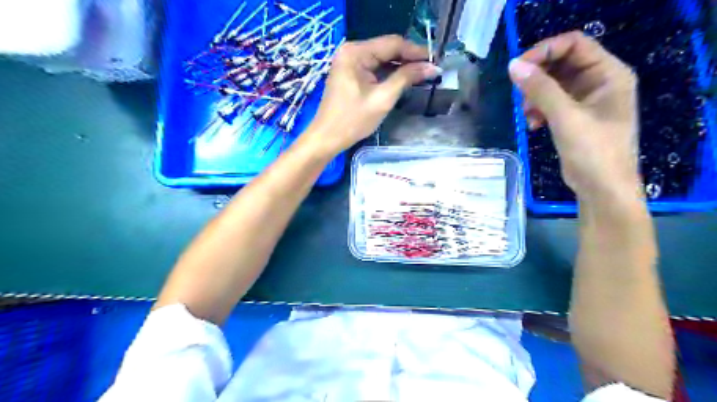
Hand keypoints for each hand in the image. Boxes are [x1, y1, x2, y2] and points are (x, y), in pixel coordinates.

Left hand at [302, 35, 443, 155]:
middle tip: (431, 69)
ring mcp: (349, 61)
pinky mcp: (350, 72)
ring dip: (400, 66)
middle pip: (387, 49)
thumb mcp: (383, 99)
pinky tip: (403, 78)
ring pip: (381, 58)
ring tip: (422, 74)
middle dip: (409, 59)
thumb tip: (432, 67)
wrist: (327, 137)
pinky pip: (374, 67)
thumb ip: (406, 78)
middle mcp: (351, 51)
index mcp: (355, 52)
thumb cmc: (353, 120)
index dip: (416, 51)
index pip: (392, 43)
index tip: (435, 60)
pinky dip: (389, 73)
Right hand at [506, 32, 640, 203]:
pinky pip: (551, 102)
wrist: (601, 189)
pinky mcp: (574, 116)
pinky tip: (532, 125)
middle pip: (562, 63)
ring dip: (535, 96)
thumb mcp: (566, 117)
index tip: (518, 66)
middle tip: (519, 92)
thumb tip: (513, 66)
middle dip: (537, 77)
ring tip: (527, 115)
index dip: (545, 51)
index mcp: (608, 74)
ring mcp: (586, 100)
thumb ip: (540, 89)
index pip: (574, 45)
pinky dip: (538, 110)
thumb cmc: (593, 151)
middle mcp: (599, 82)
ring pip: (553, 84)